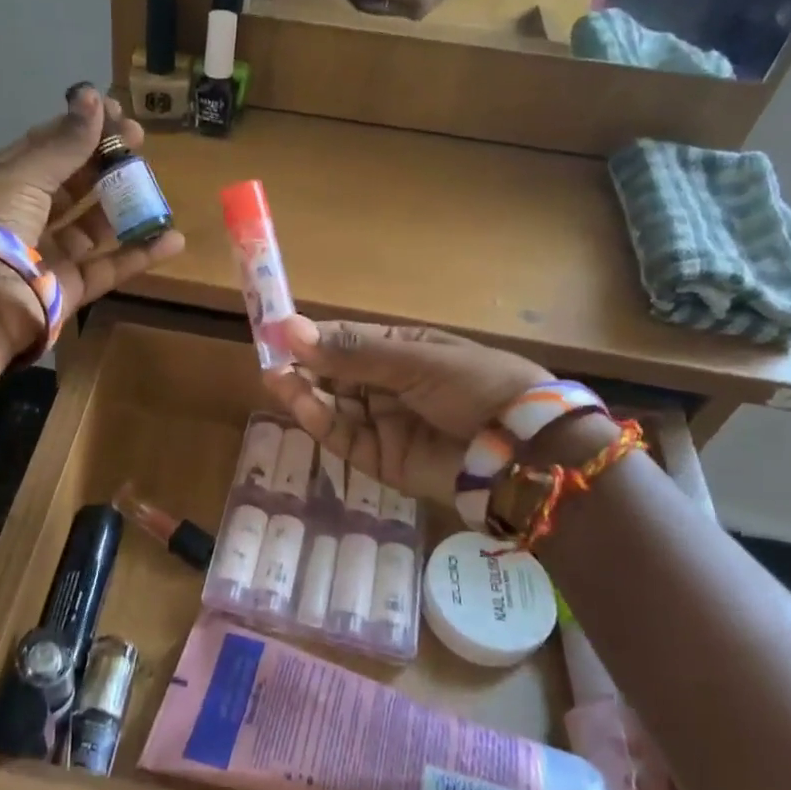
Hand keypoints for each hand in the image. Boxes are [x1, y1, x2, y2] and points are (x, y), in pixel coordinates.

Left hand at [0, 84, 185, 358]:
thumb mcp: (24, 175)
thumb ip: (64, 143)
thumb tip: (95, 97)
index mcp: (3, 183)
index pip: (45, 148)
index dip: (80, 128)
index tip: (116, 112)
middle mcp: (24, 217)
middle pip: (72, 185)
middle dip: (106, 162)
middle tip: (140, 142)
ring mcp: (47, 255)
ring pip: (93, 226)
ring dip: (125, 206)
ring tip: (156, 187)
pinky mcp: (68, 289)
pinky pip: (108, 268)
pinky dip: (140, 255)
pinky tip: (172, 237)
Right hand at [261, 317, 550, 501]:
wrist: (523, 451)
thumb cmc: (475, 384)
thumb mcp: (414, 359)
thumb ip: (351, 351)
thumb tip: (289, 328)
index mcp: (401, 352)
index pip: (345, 341)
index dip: (310, 337)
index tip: (275, 330)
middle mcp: (388, 386)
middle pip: (333, 376)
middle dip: (302, 367)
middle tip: (267, 359)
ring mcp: (384, 424)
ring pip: (332, 408)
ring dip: (304, 394)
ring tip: (276, 380)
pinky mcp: (382, 461)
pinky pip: (344, 439)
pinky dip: (322, 423)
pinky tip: (303, 406)